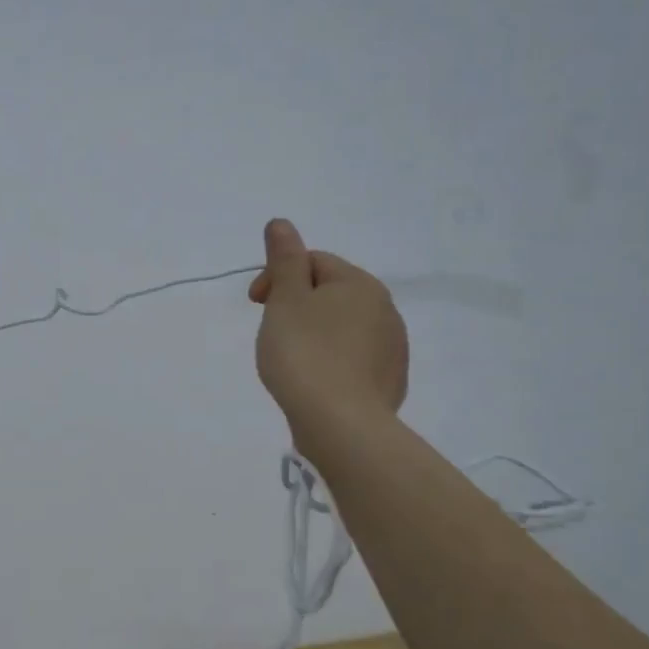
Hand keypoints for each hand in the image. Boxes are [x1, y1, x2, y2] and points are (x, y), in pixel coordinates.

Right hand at [249, 219, 407, 455]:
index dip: (278, 276)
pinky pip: (353, 358)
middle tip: (271, 332)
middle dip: (295, 305)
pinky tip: (314, 381)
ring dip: (313, 333)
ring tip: (290, 360)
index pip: (313, 262)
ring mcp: (392, 348)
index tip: (255, 304)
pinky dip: (330, 361)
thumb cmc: (305, 354)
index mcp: (360, 284)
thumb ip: (284, 259)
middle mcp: (385, 309)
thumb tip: (281, 222)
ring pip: (342, 327)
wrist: (342, 425)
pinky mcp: (390, 382)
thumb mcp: (286, 300)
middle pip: (329, 293)